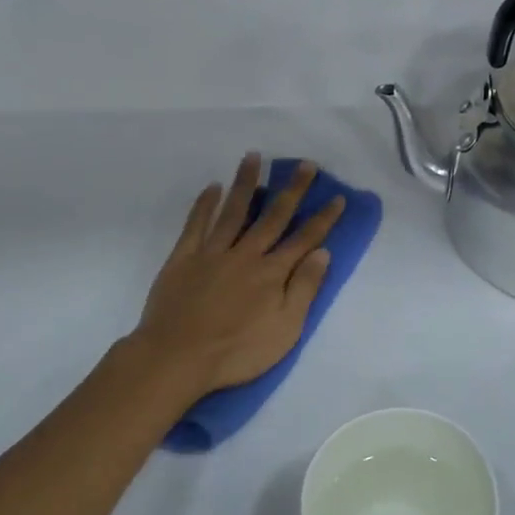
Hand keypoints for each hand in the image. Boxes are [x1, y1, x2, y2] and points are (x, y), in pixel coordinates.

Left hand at [133, 154, 344, 399]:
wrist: (177, 357)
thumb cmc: (236, 352)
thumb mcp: (285, 330)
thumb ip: (304, 289)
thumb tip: (322, 253)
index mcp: (272, 273)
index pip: (304, 239)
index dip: (322, 218)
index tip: (337, 197)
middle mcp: (246, 254)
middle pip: (273, 216)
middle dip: (292, 190)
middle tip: (305, 163)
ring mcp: (212, 253)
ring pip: (233, 211)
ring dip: (245, 183)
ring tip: (254, 157)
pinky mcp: (184, 258)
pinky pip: (196, 224)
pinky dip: (205, 204)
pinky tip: (213, 187)